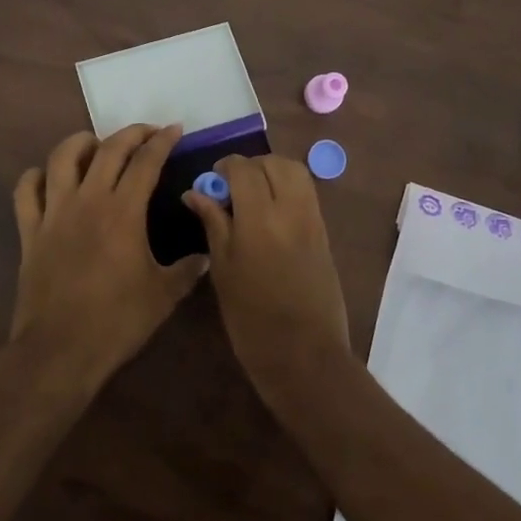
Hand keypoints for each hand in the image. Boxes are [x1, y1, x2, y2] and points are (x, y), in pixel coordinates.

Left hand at [10, 125, 208, 386]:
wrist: (60, 350)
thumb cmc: (117, 321)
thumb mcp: (163, 296)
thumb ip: (186, 270)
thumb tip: (205, 256)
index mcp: (123, 211)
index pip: (146, 162)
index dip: (162, 141)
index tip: (175, 130)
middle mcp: (88, 200)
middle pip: (108, 149)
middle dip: (131, 133)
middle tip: (147, 132)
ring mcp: (54, 213)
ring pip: (62, 158)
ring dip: (81, 143)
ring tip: (96, 145)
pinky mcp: (30, 231)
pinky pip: (26, 191)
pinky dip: (36, 177)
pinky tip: (48, 178)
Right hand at [182, 154, 352, 398]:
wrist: (304, 356)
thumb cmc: (251, 319)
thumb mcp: (222, 270)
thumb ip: (213, 223)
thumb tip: (195, 193)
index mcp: (259, 219)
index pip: (244, 169)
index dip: (225, 166)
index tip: (212, 179)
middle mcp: (291, 210)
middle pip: (275, 163)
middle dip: (251, 166)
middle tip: (232, 186)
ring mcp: (313, 220)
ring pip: (296, 173)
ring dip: (273, 172)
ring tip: (252, 195)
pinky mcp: (324, 233)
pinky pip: (307, 194)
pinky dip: (288, 188)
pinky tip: (270, 213)